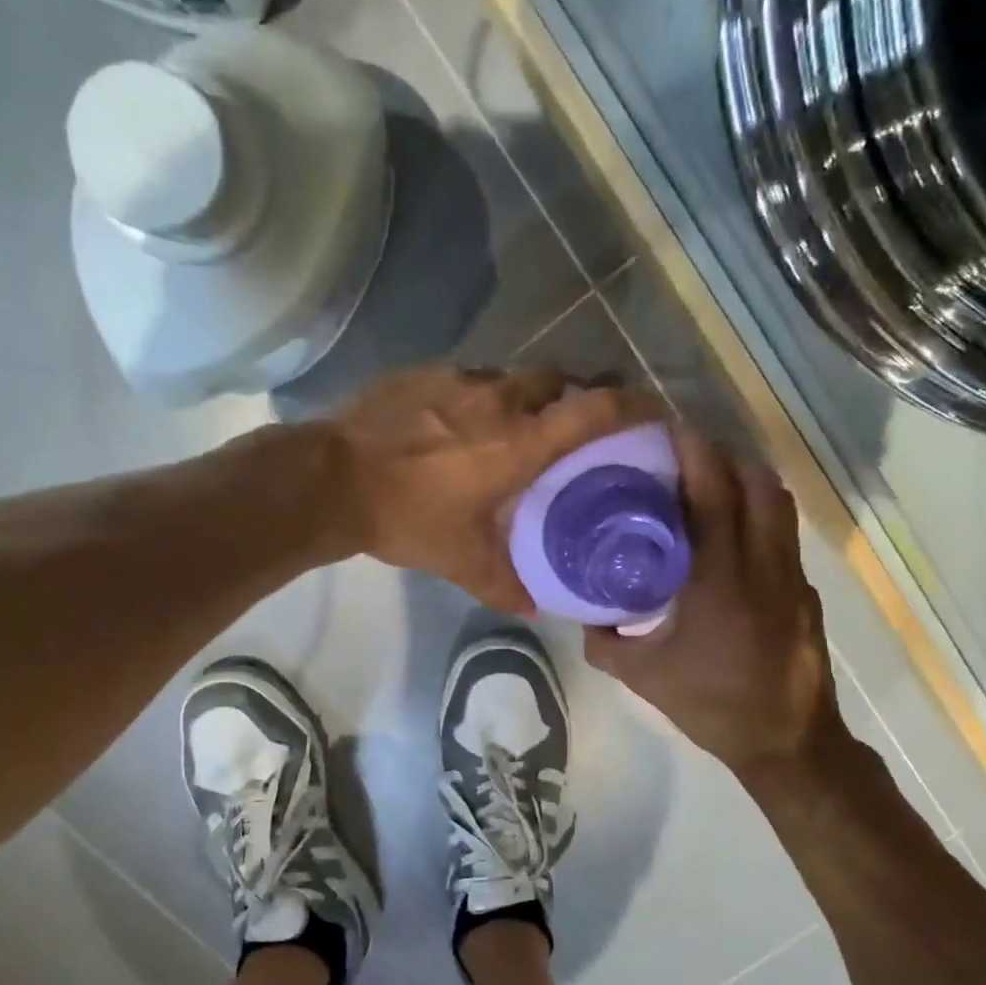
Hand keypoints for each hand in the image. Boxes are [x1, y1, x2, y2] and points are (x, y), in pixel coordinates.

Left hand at [332, 366, 663, 615]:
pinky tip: (462, 423)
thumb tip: (537, 609)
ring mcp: (458, 380)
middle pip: (560, 378)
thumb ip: (505, 584)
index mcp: (521, 442)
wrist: (331, 480)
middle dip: (578, 393)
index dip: (634, 406)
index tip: (655, 410)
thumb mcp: (461, 562)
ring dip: (527, 395)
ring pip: (513, 376)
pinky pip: (469, 379)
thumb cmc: (407, 519)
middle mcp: (499, 399)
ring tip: (518, 425)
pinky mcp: (423, 374)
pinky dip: (481, 397)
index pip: (596, 410)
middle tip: (578, 423)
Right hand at [585, 427, 833, 773]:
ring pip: (779, 505)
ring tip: (713, 481)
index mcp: (719, 579)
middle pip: (757, 484)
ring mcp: (791, 577)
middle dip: (725, 456)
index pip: (714, 495)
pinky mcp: (804, 592)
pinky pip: (782, 535)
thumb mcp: (642, 676)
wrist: (787, 741)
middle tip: (688, 454)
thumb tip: (582, 614)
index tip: (673, 430)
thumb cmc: (711, 704)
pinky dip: (760, 516)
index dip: (698, 454)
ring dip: (748, 480)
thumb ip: (605, 641)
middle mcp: (762, 566)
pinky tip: (733, 536)